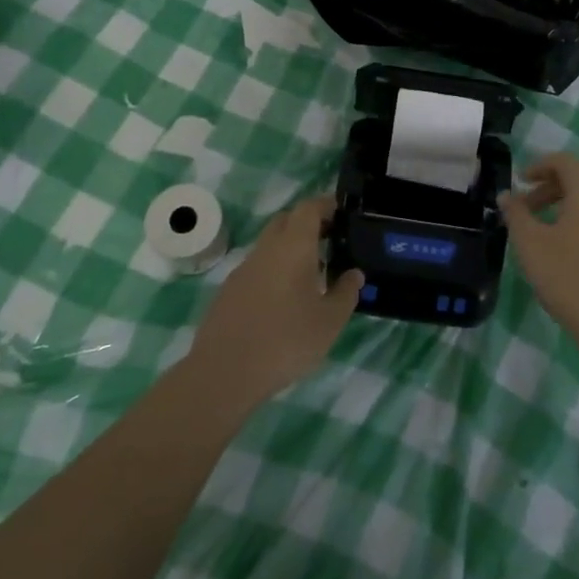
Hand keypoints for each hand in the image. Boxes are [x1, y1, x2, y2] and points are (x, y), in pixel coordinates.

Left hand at [188, 194, 363, 408]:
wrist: (223, 373)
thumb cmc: (285, 341)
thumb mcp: (329, 322)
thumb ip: (346, 293)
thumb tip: (354, 274)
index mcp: (293, 247)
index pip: (309, 208)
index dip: (326, 205)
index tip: (342, 214)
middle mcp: (266, 249)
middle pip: (287, 220)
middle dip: (308, 223)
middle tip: (330, 242)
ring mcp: (243, 269)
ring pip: (270, 244)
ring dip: (290, 249)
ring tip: (311, 275)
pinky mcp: (229, 290)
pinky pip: (257, 267)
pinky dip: (274, 270)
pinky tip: (283, 300)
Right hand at [499, 153, 578, 350]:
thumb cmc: (567, 276)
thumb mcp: (530, 244)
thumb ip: (516, 214)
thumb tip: (506, 195)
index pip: (565, 162)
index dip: (540, 165)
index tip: (520, 182)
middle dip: (550, 185)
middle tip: (526, 207)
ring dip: (564, 203)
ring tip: (542, 228)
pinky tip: (564, 247)